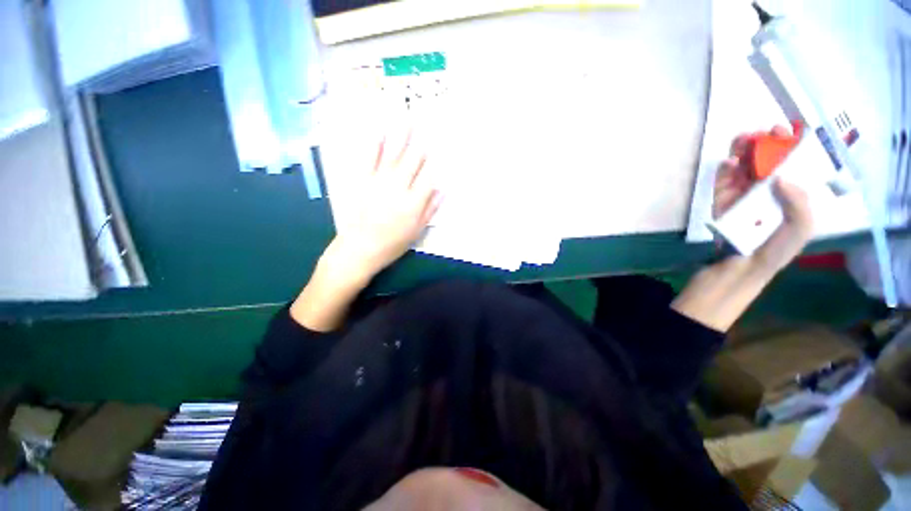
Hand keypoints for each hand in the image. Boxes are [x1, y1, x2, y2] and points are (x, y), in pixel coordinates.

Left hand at [291, 131, 440, 331]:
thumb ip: (430, 209)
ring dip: (402, 136)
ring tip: (407, 118)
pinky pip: (369, 159)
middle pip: (414, 161)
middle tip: (428, 123)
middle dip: (422, 142)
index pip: (430, 176)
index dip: (437, 161)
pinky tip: (379, 130)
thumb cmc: (393, 243)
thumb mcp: (417, 231)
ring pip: (394, 154)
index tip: (443, 146)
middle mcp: (399, 188)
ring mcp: (380, 182)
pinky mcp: (363, 181)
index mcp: (414, 202)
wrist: (360, 248)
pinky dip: (374, 144)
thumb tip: (443, 189)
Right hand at [714, 126, 813, 271]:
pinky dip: (725, 168)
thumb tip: (781, 177)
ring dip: (743, 149)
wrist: (744, 264)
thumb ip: (800, 202)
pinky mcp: (722, 198)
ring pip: (743, 164)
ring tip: (744, 139)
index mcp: (790, 191)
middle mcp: (767, 187)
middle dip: (766, 143)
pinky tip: (730, 161)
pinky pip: (723, 179)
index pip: (792, 163)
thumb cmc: (778, 247)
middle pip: (766, 159)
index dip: (791, 146)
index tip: (788, 133)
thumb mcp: (802, 227)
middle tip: (765, 132)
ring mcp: (743, 192)